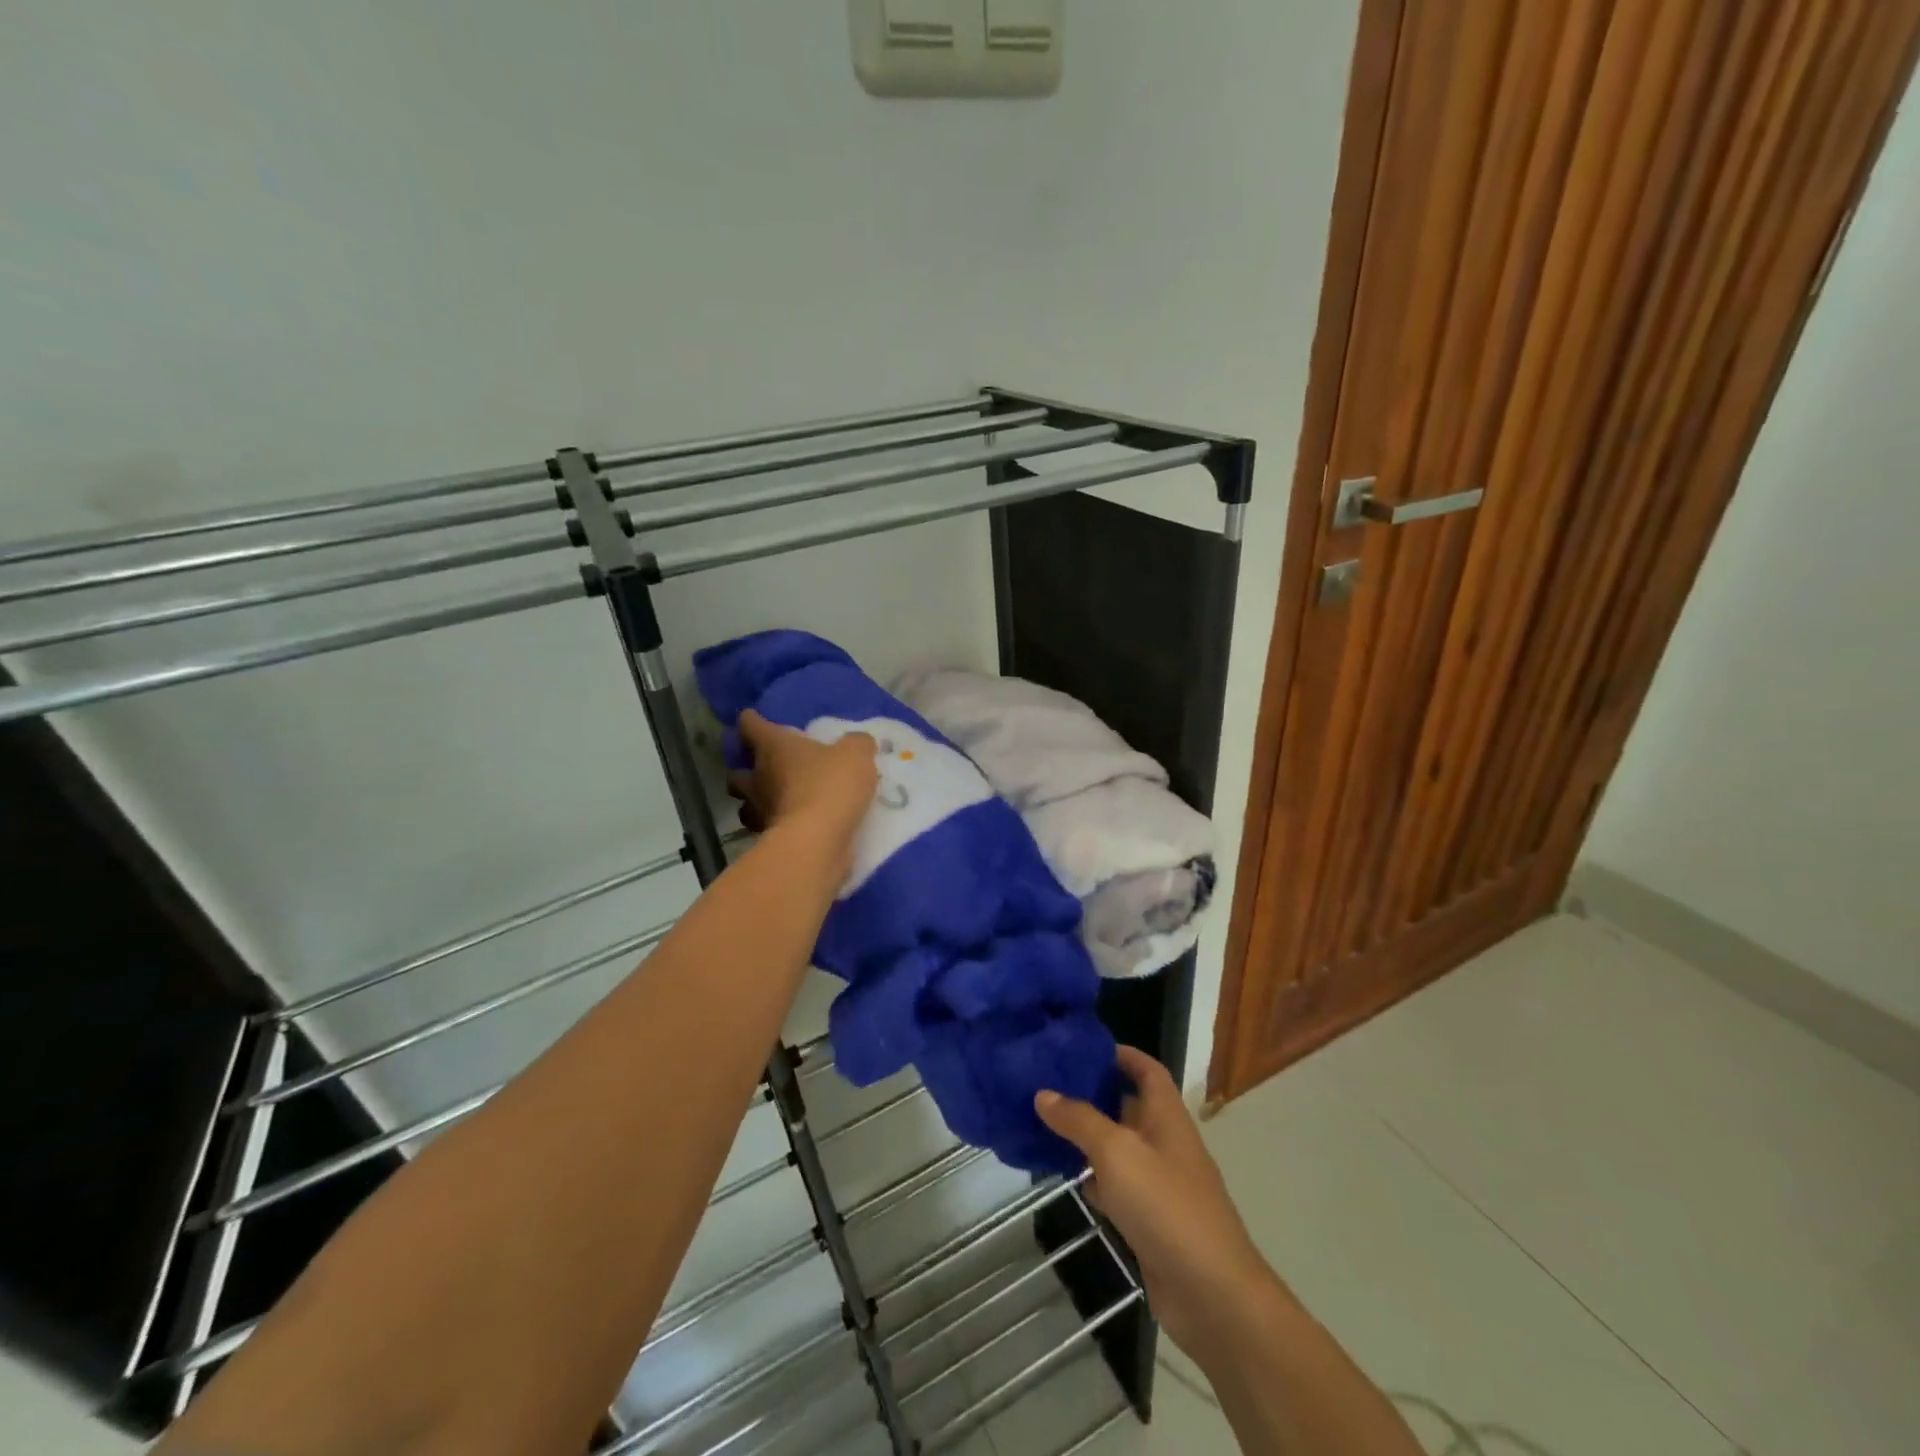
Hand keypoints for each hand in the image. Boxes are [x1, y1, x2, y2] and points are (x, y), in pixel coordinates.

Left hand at [729, 710, 877, 868]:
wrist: (817, 841)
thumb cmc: (830, 786)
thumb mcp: (855, 755)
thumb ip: (856, 744)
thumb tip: (859, 742)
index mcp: (773, 748)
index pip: (750, 726)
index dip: (751, 721)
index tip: (752, 719)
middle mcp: (758, 778)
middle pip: (736, 772)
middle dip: (746, 770)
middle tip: (766, 770)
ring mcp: (759, 812)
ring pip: (746, 806)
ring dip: (756, 802)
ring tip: (777, 802)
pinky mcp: (768, 841)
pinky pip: (766, 830)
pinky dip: (776, 827)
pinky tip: (795, 826)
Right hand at [1036, 1045, 1275, 1364]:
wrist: (1211, 1294)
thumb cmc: (1166, 1206)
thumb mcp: (1117, 1152)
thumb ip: (1079, 1119)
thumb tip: (1043, 1093)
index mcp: (1167, 1116)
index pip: (1147, 1069)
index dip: (1120, 1053)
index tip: (1081, 1046)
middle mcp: (1164, 1143)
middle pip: (1128, 1106)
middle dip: (1093, 1093)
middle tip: (1048, 1082)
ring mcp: (1159, 1184)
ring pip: (1118, 1148)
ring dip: (1087, 1136)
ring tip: (1044, 1121)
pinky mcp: (1149, 1221)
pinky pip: (1116, 1186)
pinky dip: (1092, 1178)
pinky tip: (1064, 1175)